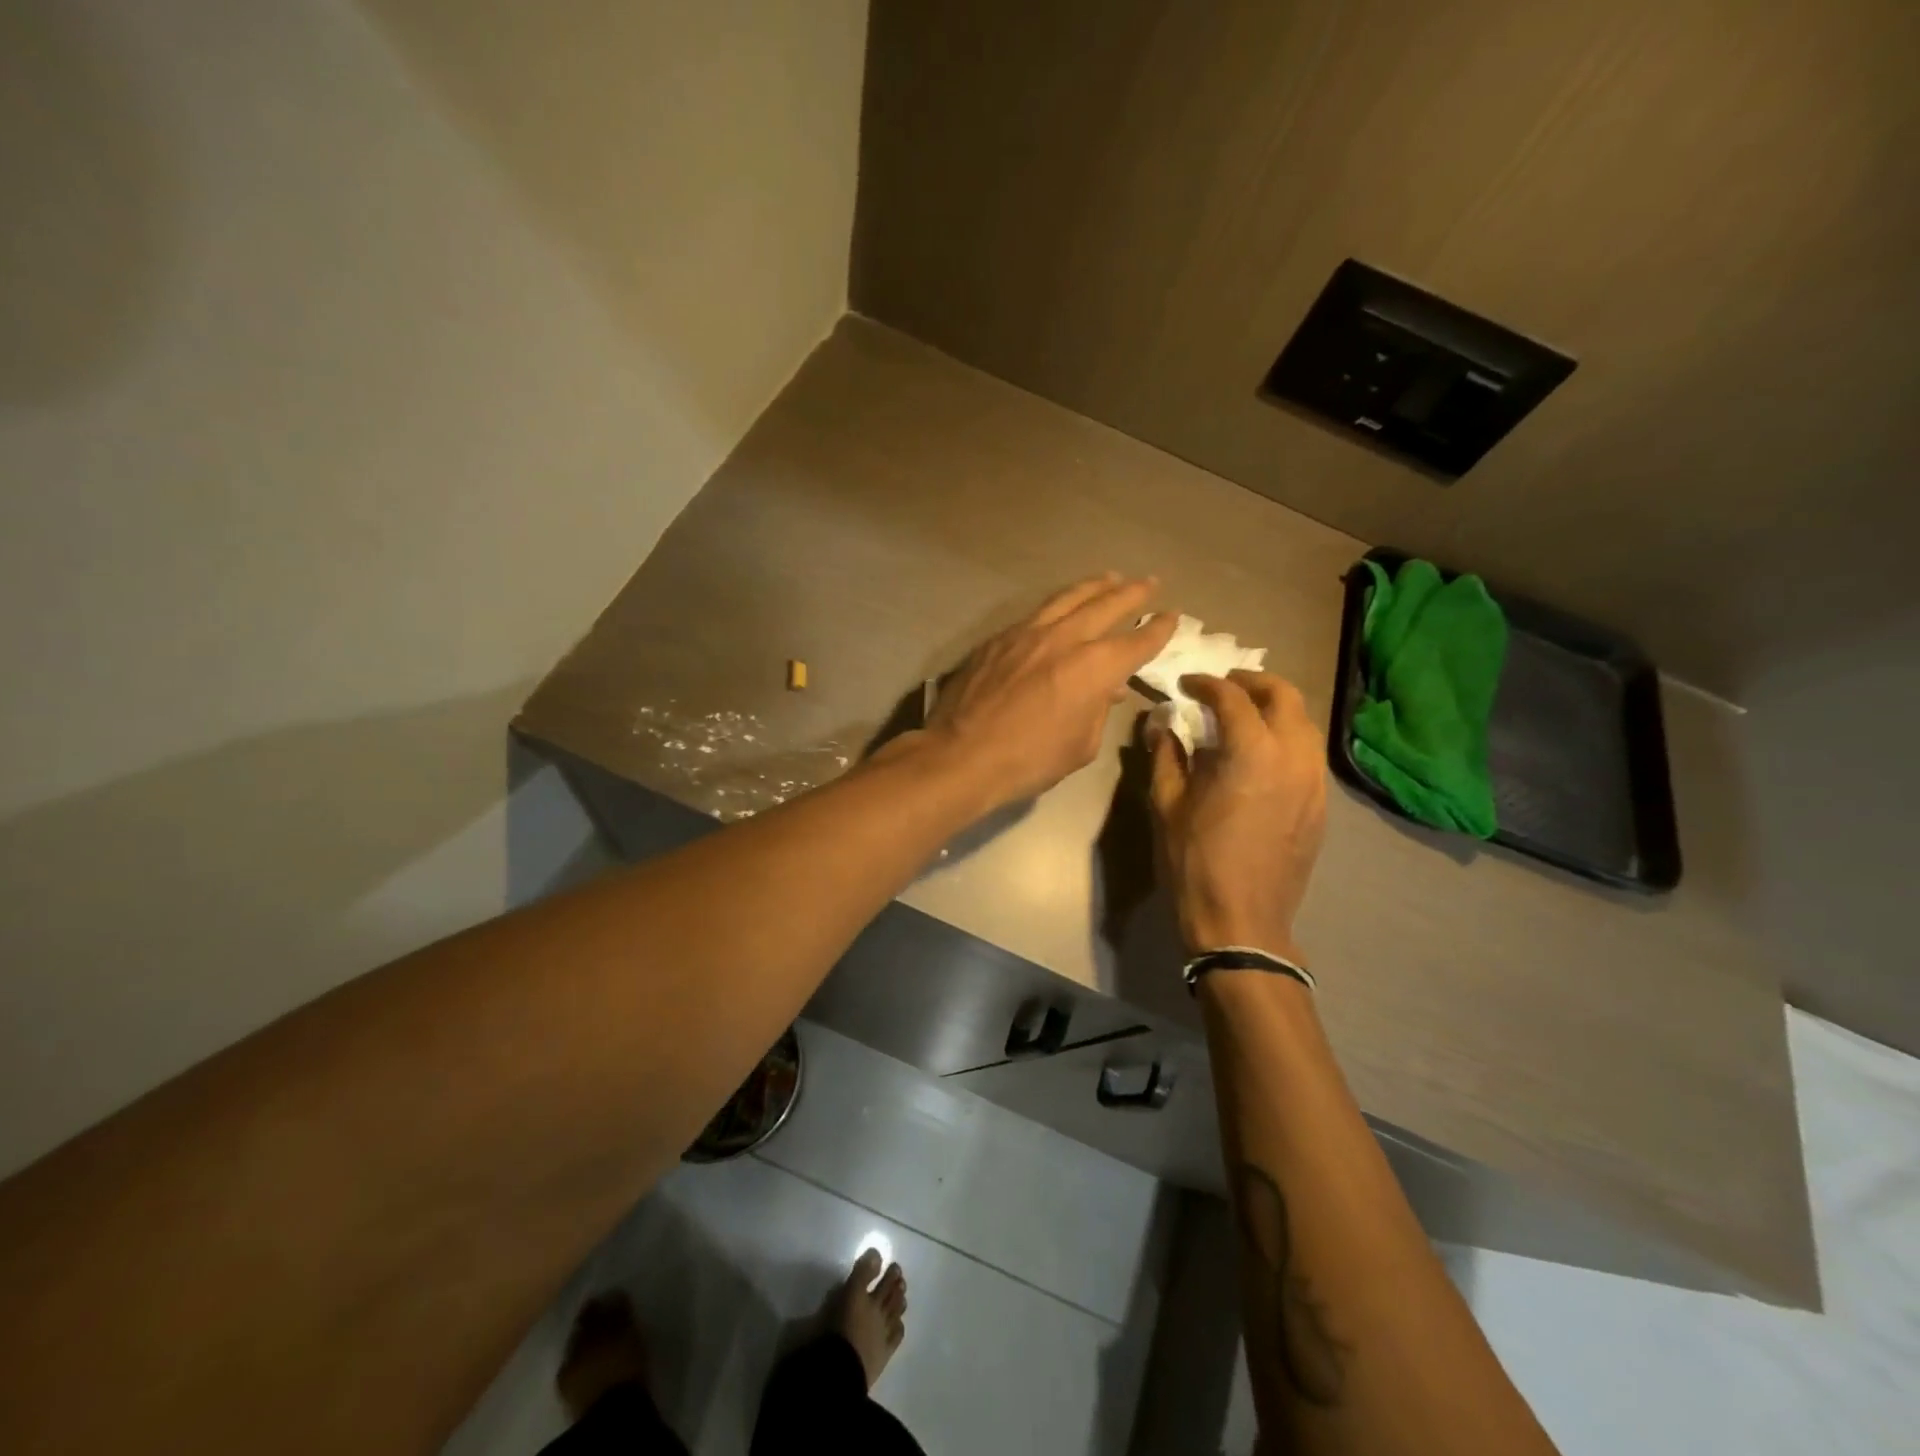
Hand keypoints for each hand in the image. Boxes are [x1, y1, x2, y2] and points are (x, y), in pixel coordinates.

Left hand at [921, 574, 1178, 808]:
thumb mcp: (1080, 746)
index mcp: (1094, 668)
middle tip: (1149, 582)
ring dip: (1093, 587)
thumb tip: (1106, 690)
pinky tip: (1059, 609)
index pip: (1136, 641)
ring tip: (1109, 578)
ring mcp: (1027, 633)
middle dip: (1132, 593)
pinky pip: (1036, 613)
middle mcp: (1064, 639)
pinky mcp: (998, 639)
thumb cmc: (1029, 760)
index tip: (1172, 616)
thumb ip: (1098, 711)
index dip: (1158, 629)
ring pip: (1067, 599)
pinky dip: (1057, 606)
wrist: (962, 755)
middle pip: (1105, 605)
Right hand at [1148, 670, 1327, 962]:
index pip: (1232, 697)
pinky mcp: (1320, 805)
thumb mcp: (1166, 804)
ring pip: (1304, 723)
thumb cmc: (1194, 861)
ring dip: (1275, 708)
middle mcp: (1293, 756)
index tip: (1185, 685)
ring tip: (1244, 715)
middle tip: (1223, 686)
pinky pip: (1309, 754)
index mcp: (1251, 751)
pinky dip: (1287, 737)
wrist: (1240, 920)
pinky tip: (1262, 754)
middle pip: (1284, 695)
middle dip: (1252, 682)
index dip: (1206, 684)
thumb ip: (1166, 754)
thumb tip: (1160, 722)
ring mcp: (1314, 781)